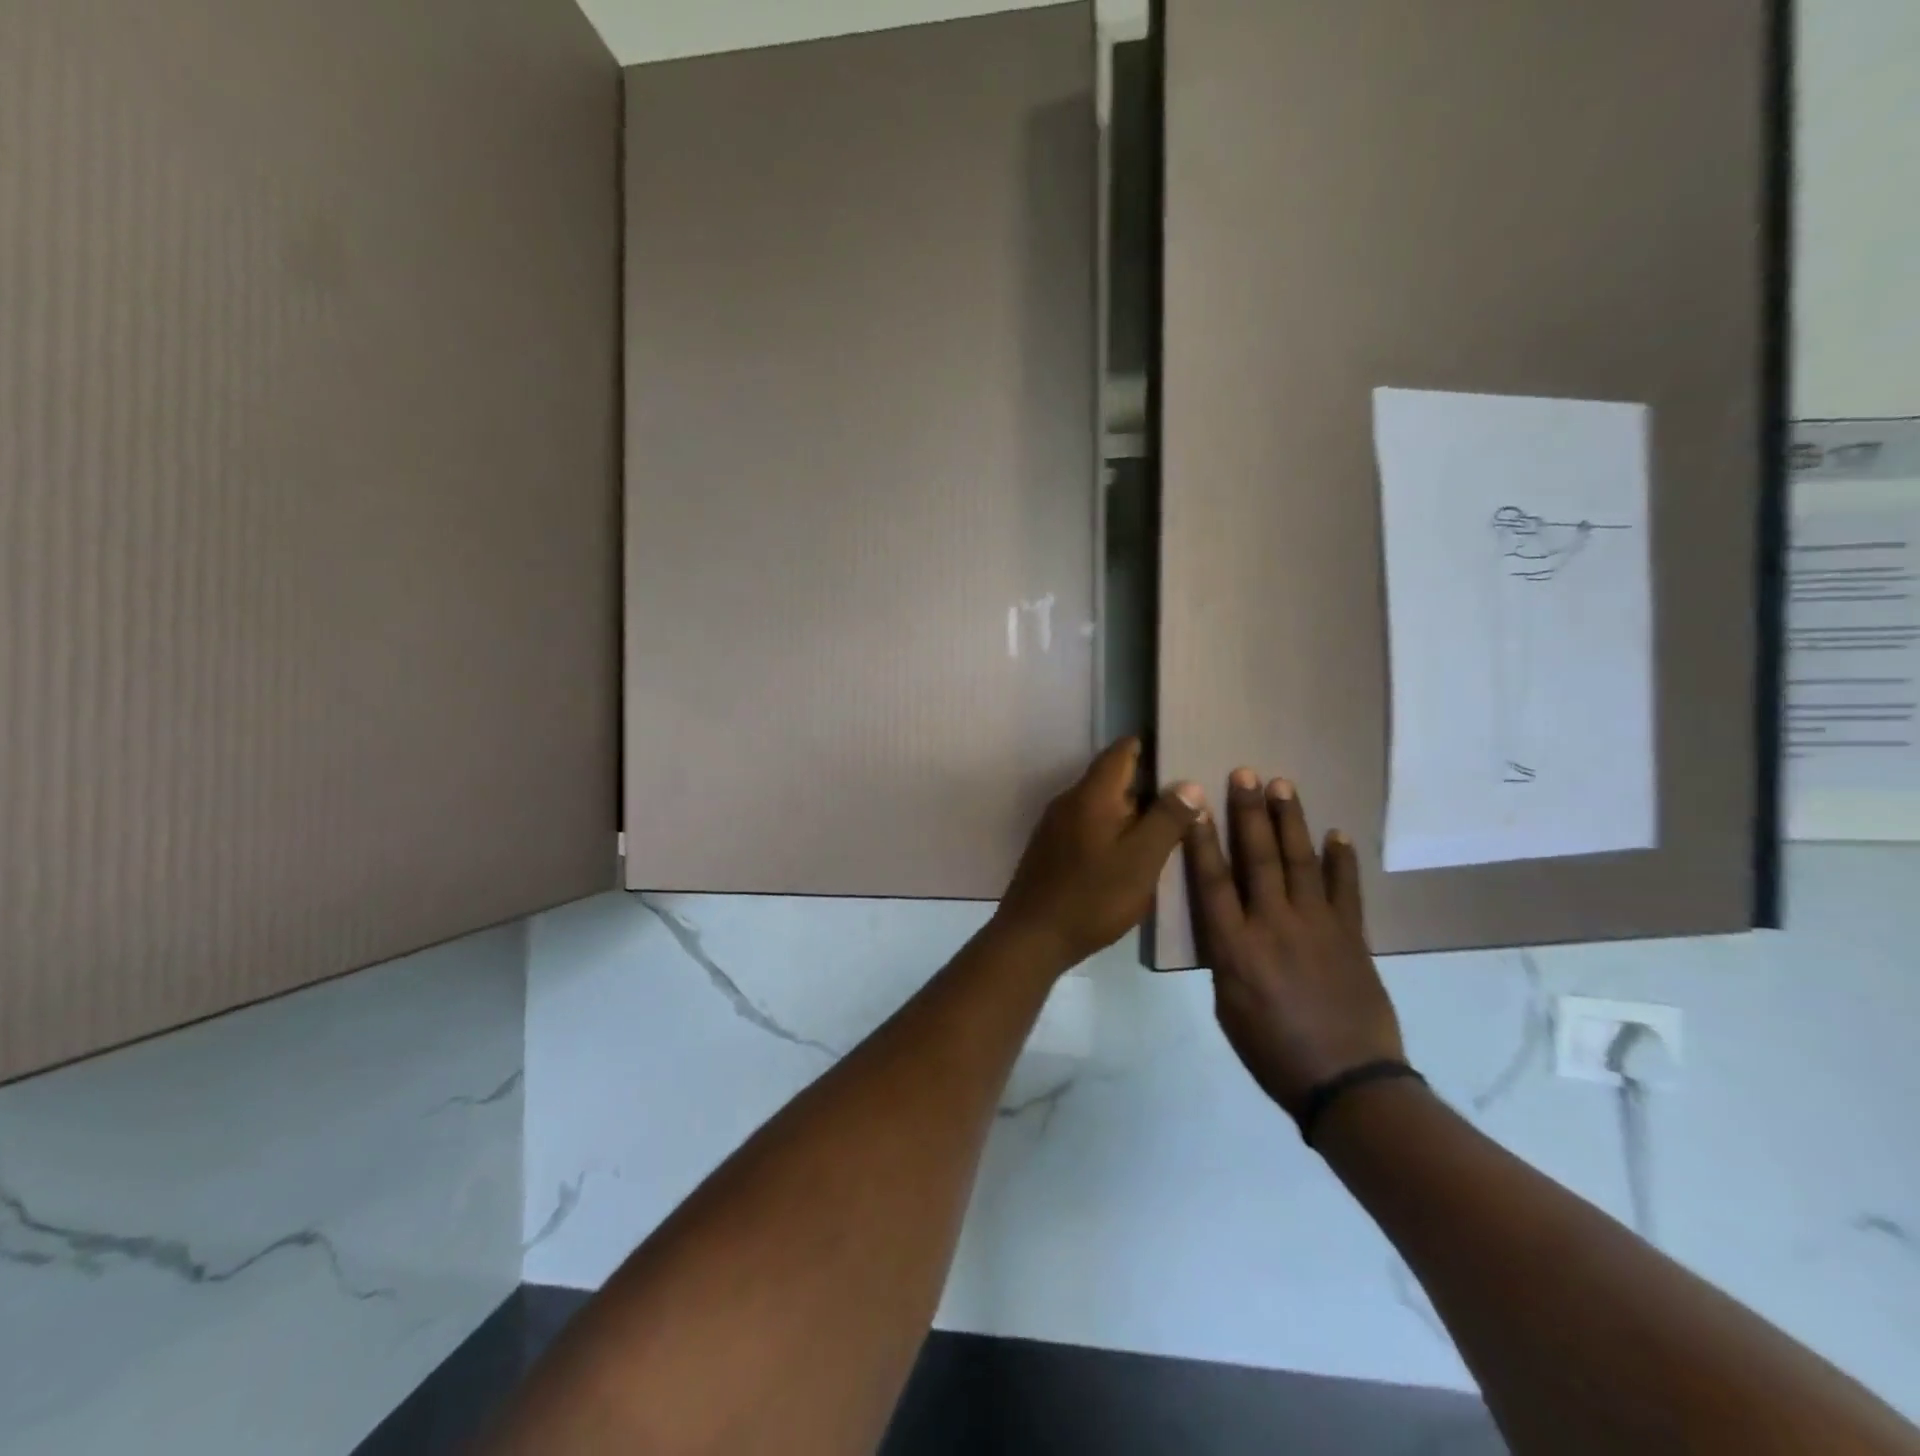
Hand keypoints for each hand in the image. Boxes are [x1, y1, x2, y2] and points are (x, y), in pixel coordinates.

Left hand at [994, 739, 1204, 970]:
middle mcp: (1070, 800)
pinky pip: (1090, 825)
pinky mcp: (1052, 848)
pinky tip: (1133, 852)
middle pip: (1113, 778)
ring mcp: (1057, 825)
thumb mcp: (1141, 860)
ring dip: (1132, 810)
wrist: (1032, 937)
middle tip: (1188, 797)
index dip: (1151, 747)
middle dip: (1149, 783)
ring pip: (1102, 804)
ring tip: (1168, 825)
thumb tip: (1189, 783)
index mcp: (1092, 794)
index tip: (1182, 753)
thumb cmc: (1092, 897)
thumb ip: (1166, 819)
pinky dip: (1114, 829)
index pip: (1122, 751)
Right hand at [1184, 770, 1405, 1115]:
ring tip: (1283, 785)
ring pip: (1300, 862)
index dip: (1202, 839)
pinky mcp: (1352, 936)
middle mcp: (1274, 925)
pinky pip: (1346, 890)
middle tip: (1245, 774)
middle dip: (1249, 813)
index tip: (1195, 804)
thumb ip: (1226, 958)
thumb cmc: (1273, 1052)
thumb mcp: (1228, 1007)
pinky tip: (1336, 834)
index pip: (1212, 881)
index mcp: (1235, 947)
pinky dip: (1341, 861)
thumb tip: (1228, 926)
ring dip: (1290, 821)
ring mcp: (1317, 926)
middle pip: (1258, 858)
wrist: (1347, 1083)